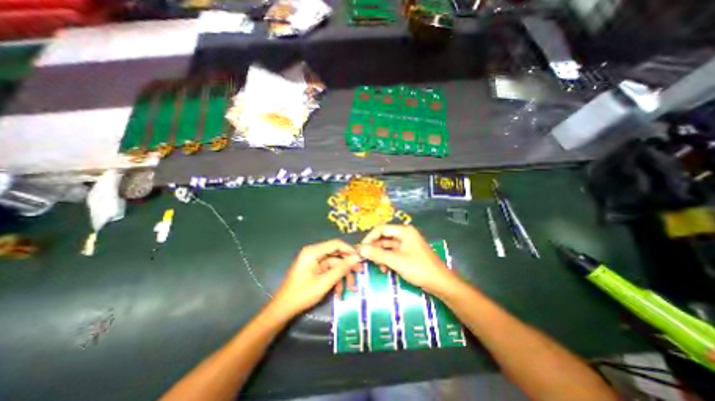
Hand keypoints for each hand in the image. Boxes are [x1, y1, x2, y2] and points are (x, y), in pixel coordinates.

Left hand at [274, 238, 363, 319]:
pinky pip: (330, 272)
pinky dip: (336, 280)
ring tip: (351, 289)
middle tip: (360, 273)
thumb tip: (357, 257)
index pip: (336, 244)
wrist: (283, 309)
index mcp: (313, 252)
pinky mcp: (315, 270)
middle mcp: (314, 253)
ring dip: (343, 276)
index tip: (361, 258)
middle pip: (337, 255)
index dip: (349, 250)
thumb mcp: (325, 282)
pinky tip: (339, 293)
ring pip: (335, 265)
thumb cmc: (302, 294)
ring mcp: (315, 262)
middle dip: (348, 266)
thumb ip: (342, 268)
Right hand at [361, 225, 453, 297]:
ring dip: (380, 255)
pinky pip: (393, 253)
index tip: (361, 249)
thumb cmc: (419, 269)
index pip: (381, 229)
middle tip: (365, 258)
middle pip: (384, 237)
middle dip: (374, 248)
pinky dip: (387, 259)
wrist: (440, 283)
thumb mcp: (396, 261)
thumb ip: (377, 254)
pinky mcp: (408, 253)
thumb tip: (361, 249)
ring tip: (376, 265)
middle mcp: (404, 234)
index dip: (369, 238)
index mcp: (404, 231)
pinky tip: (384, 268)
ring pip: (387, 246)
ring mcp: (406, 244)